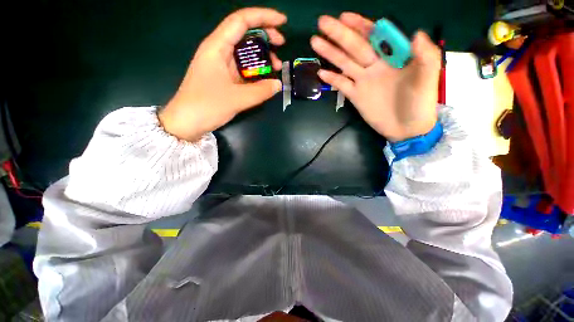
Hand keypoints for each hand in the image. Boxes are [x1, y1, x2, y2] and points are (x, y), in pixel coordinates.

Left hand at [159, 8, 285, 141]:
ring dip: (262, 56)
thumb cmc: (207, 106)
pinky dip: (255, 70)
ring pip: (244, 52)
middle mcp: (219, 51)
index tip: (283, 21)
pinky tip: (264, 77)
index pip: (241, 21)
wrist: (187, 122)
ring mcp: (221, 64)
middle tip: (281, 46)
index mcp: (217, 47)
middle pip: (244, 33)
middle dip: (265, 36)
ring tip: (276, 66)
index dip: (263, 17)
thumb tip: (278, 84)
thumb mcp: (237, 99)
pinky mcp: (224, 77)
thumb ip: (261, 91)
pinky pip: (243, 68)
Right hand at [311, 13, 440, 141]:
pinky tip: (321, 72)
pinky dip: (332, 79)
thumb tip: (416, 34)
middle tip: (322, 23)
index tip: (344, 17)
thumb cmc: (420, 104)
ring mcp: (363, 82)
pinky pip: (341, 85)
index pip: (374, 36)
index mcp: (392, 58)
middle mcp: (374, 66)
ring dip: (330, 53)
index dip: (360, 26)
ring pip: (344, 64)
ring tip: (315, 42)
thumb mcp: (427, 79)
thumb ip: (425, 56)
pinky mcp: (355, 97)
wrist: (406, 128)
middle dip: (339, 34)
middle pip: (354, 47)